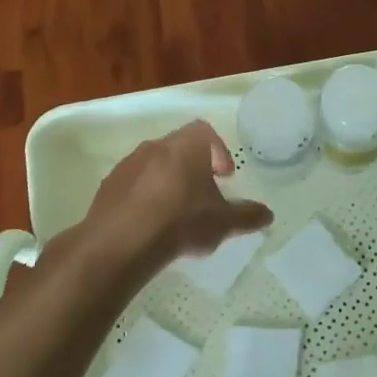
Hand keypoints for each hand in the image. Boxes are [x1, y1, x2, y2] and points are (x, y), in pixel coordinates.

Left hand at [81, 122, 272, 285]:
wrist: (120, 244)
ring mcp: (128, 165)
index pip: (206, 132)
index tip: (224, 177)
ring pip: (155, 164)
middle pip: (180, 147)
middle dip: (194, 167)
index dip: (218, 151)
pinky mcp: (108, 186)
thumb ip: (247, 216)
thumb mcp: (223, 223)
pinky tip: (150, 223)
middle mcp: (156, 146)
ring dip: (168, 181)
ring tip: (176, 211)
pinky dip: (144, 195)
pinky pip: (133, 183)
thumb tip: (268, 215)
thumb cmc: (180, 222)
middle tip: (203, 194)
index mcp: (186, 146)